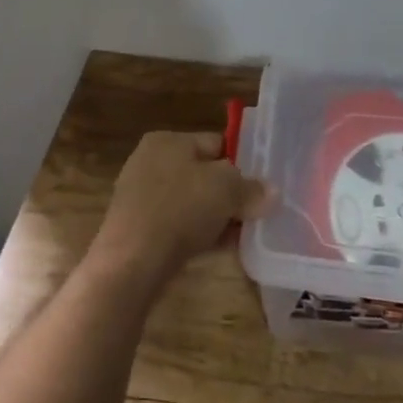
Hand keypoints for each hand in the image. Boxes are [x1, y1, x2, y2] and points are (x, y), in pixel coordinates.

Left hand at [90, 131, 271, 288]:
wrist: (131, 262)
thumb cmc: (180, 209)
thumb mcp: (226, 189)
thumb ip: (251, 188)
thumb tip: (271, 192)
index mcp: (167, 140)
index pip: (216, 143)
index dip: (243, 162)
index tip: (263, 186)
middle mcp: (151, 161)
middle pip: (204, 174)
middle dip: (230, 194)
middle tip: (255, 213)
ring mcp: (141, 197)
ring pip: (192, 202)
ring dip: (217, 217)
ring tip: (243, 235)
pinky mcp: (138, 229)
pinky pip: (178, 225)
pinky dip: (198, 234)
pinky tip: (219, 250)